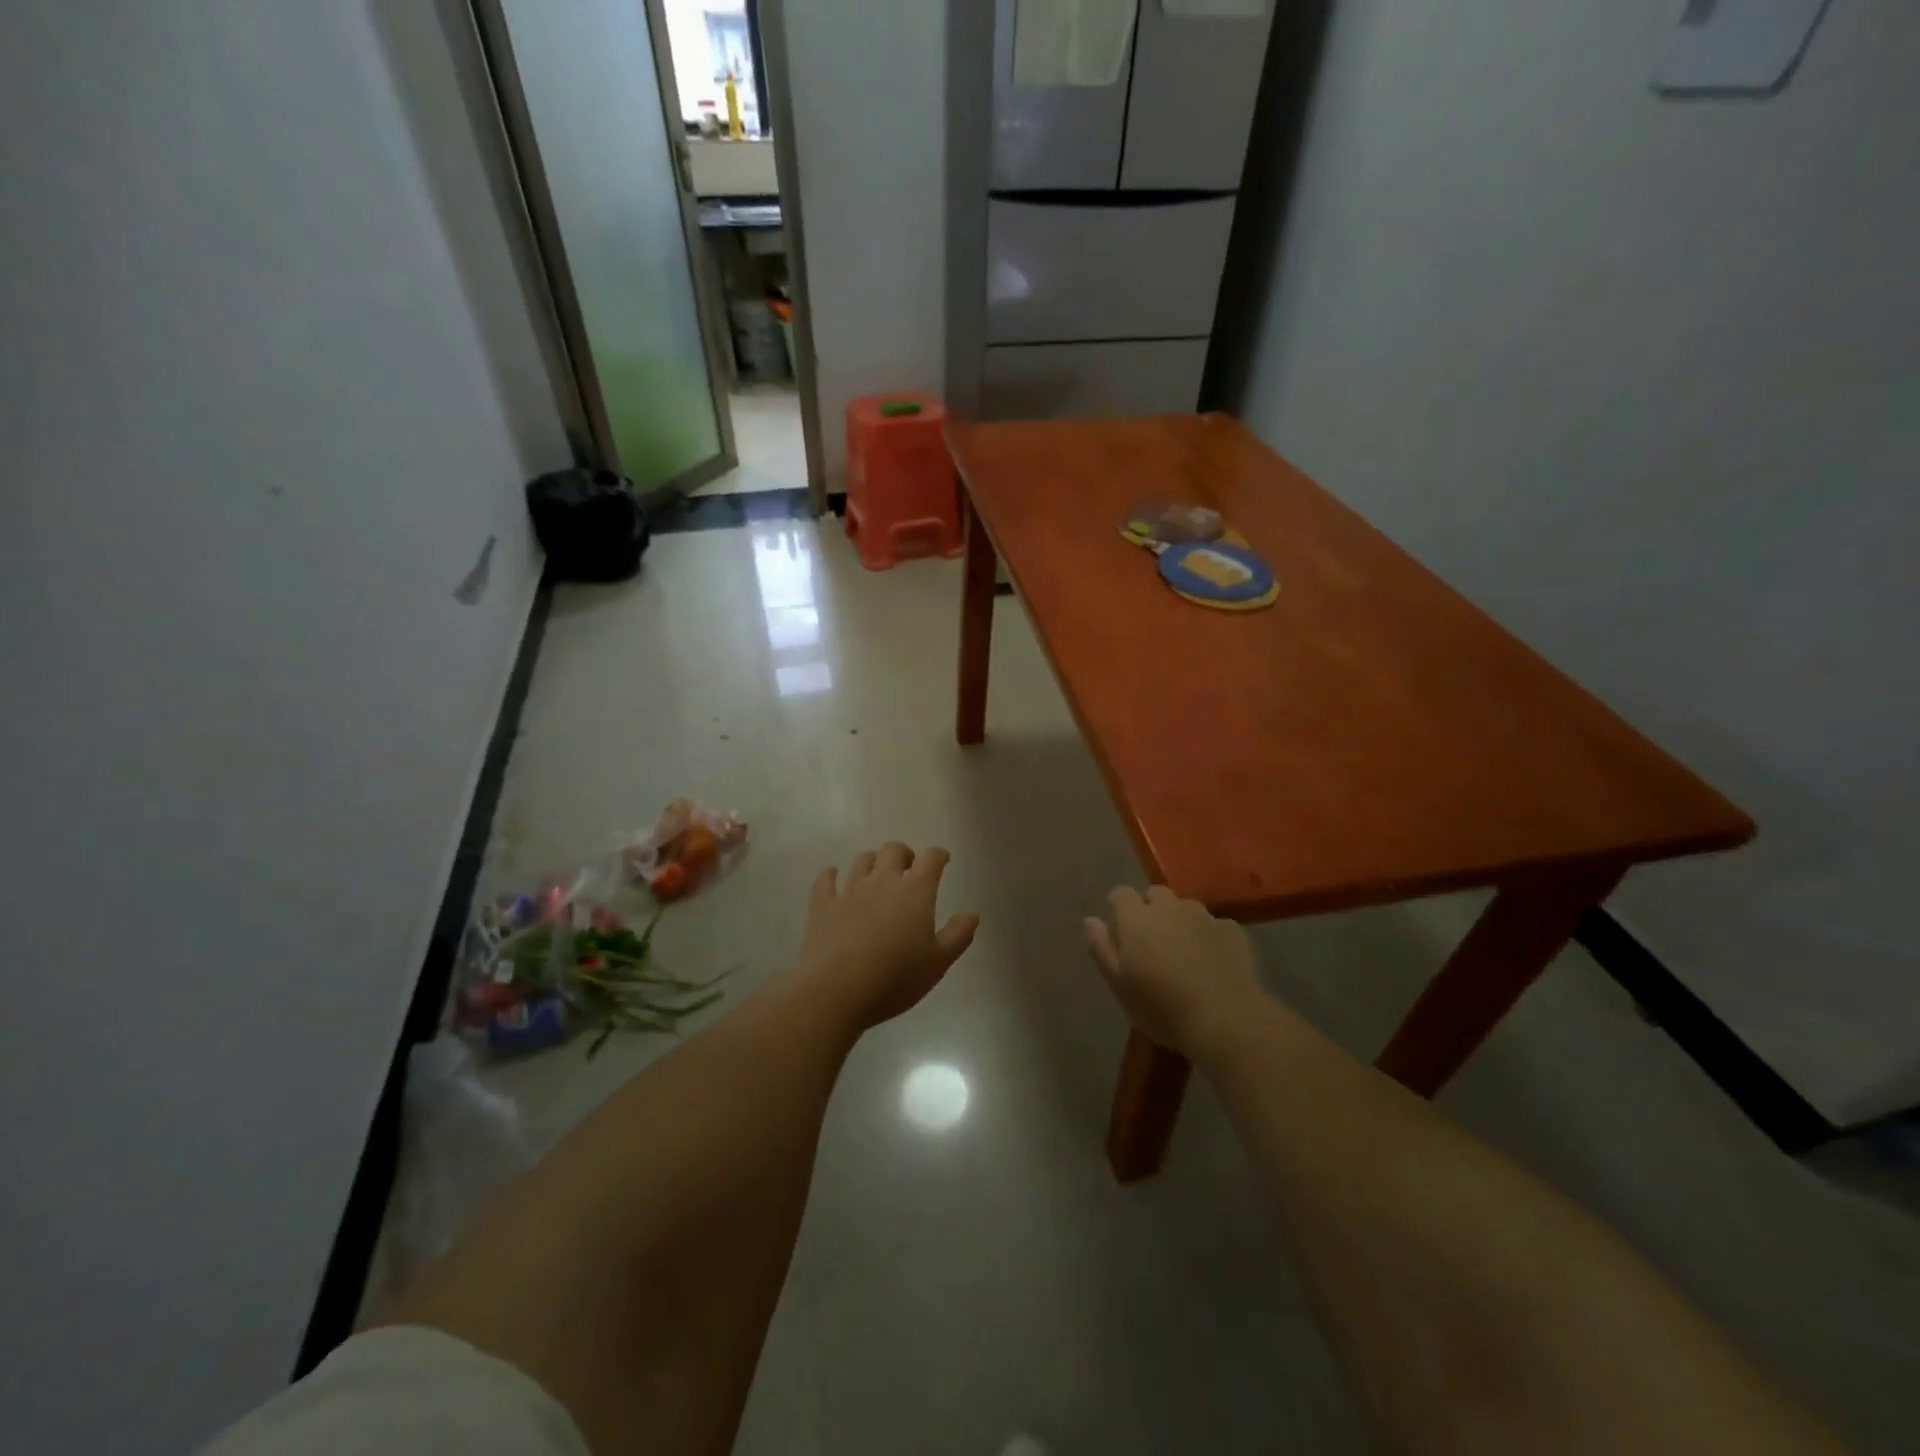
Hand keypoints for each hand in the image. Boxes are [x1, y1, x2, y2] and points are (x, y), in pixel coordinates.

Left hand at [795, 843, 978, 1030]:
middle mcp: (882, 881)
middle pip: (893, 850)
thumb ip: (958, 935)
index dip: (938, 855)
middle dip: (904, 854)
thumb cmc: (895, 978)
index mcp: (915, 891)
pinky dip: (831, 875)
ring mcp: (849, 891)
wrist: (836, 990)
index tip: (942, 860)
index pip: (931, 858)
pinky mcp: (822, 905)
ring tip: (876, 876)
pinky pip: (826, 880)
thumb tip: (972, 914)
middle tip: (909, 869)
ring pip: (862, 860)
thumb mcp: (938, 963)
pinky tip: (833, 878)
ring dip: (872, 862)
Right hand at [1084, 886, 1263, 1057]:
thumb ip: (1101, 948)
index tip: (1119, 929)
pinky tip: (1212, 961)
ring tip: (1183, 950)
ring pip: (1186, 907)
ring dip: (1180, 920)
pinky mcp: (1232, 930)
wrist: (1224, 1019)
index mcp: (1137, 918)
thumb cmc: (1161, 1007)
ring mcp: (1204, 916)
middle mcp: (1170, 908)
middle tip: (1151, 940)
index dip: (1118, 907)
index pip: (1121, 894)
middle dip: (1150, 908)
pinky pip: (1214, 925)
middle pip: (1155, 894)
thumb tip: (1090, 920)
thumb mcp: (1119, 985)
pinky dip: (1208, 936)